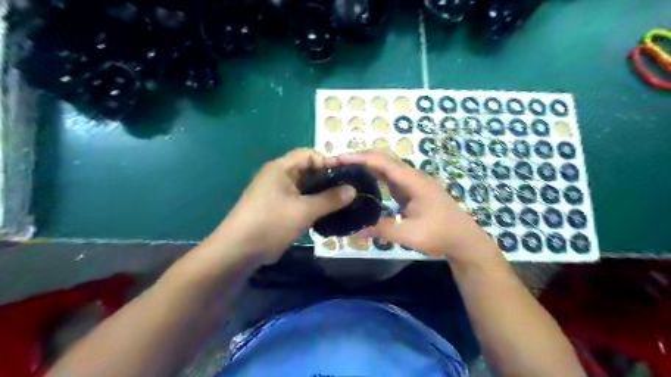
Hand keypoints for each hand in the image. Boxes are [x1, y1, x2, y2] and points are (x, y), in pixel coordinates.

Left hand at [220, 147, 355, 264]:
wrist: (238, 250)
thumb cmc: (271, 223)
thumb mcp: (304, 211)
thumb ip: (330, 199)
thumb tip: (352, 190)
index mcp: (281, 168)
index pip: (309, 155)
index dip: (328, 162)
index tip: (346, 176)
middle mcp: (279, 176)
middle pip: (308, 170)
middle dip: (327, 180)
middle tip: (347, 192)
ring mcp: (277, 193)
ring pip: (305, 188)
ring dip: (321, 194)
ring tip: (342, 204)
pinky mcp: (278, 208)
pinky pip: (300, 200)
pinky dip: (313, 205)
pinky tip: (327, 214)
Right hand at [326, 149, 502, 264]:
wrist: (463, 239)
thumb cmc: (440, 234)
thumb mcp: (410, 235)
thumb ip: (382, 230)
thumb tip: (355, 232)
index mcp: (412, 181)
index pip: (382, 162)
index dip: (359, 158)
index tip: (338, 159)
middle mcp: (411, 176)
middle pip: (383, 158)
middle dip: (359, 157)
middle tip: (337, 164)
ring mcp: (412, 182)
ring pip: (386, 166)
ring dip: (366, 165)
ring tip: (345, 170)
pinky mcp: (411, 190)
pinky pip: (389, 177)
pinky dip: (374, 175)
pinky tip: (363, 182)